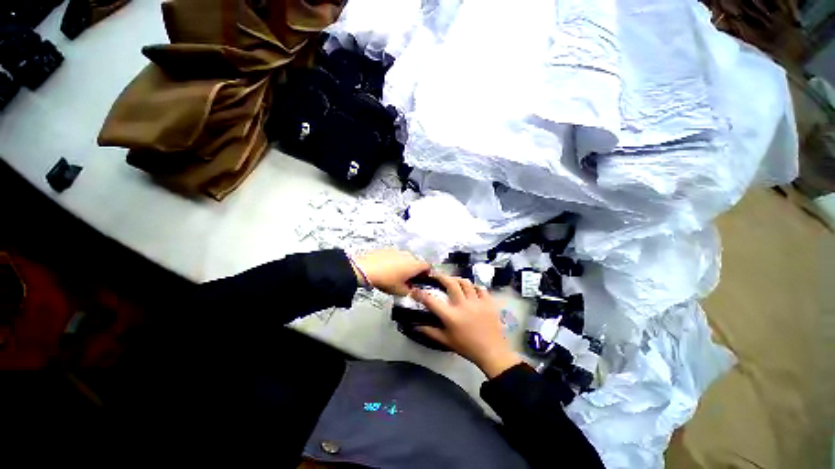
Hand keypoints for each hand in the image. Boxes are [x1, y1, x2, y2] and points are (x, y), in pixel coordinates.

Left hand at [352, 249, 429, 295]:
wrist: (366, 268)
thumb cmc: (385, 280)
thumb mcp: (400, 291)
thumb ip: (411, 291)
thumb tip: (413, 290)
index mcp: (415, 265)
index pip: (428, 267)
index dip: (427, 274)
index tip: (422, 280)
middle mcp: (409, 255)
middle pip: (417, 262)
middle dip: (414, 270)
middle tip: (408, 280)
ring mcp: (398, 251)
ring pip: (406, 258)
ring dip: (405, 265)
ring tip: (396, 275)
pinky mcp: (389, 249)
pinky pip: (396, 256)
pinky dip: (395, 261)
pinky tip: (387, 269)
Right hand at [413, 274, 521, 377]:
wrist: (491, 352)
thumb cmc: (467, 347)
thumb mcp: (446, 341)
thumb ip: (430, 332)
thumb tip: (415, 325)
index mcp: (451, 316)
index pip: (432, 301)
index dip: (421, 294)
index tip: (415, 289)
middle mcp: (463, 305)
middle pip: (451, 283)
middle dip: (441, 277)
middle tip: (437, 276)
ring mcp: (477, 302)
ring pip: (466, 282)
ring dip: (457, 279)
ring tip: (453, 280)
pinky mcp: (488, 302)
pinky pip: (480, 288)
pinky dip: (474, 286)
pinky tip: (471, 289)